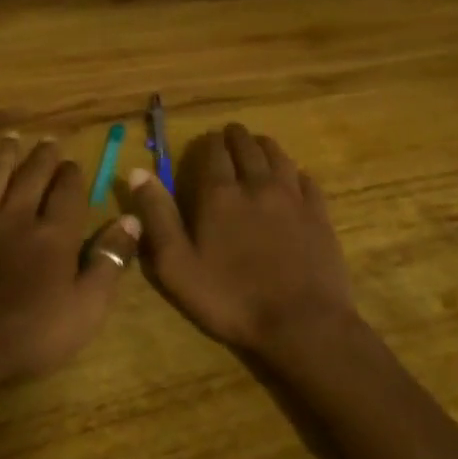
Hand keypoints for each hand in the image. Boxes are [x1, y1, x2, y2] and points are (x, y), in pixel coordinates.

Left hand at [0, 137, 137, 394]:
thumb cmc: (29, 336)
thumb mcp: (86, 309)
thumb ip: (110, 261)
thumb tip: (132, 219)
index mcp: (52, 234)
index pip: (67, 192)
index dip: (72, 175)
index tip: (73, 163)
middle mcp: (15, 216)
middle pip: (30, 177)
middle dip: (42, 157)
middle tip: (48, 141)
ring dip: (2, 157)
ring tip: (11, 140)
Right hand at [125, 124, 358, 358]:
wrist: (302, 324)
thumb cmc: (231, 298)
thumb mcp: (177, 265)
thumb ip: (157, 216)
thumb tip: (138, 172)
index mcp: (220, 194)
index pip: (213, 152)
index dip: (208, 142)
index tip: (206, 139)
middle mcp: (257, 185)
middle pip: (247, 147)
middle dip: (235, 137)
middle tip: (230, 135)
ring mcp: (292, 197)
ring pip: (278, 156)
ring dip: (264, 146)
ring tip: (258, 145)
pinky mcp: (319, 214)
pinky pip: (306, 179)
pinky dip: (294, 172)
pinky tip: (293, 177)